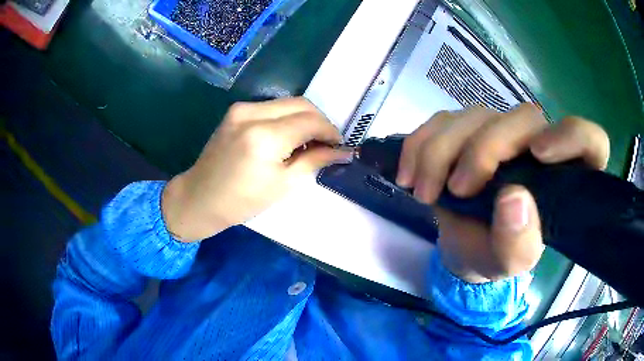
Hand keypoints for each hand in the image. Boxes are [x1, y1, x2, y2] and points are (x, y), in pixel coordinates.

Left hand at [162, 97, 351, 241]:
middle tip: (326, 144)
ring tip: (308, 142)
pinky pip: (272, 107)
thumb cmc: (241, 201)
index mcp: (265, 137)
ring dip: (304, 118)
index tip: (339, 146)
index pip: (310, 121)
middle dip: (320, 122)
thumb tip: (342, 151)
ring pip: (287, 103)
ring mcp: (242, 108)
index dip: (330, 132)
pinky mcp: (236, 111)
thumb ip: (314, 160)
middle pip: (301, 104)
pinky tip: (288, 137)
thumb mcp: (283, 185)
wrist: (200, 197)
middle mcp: (253, 113)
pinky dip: (287, 118)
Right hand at [397, 104, 609, 282]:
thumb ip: (519, 243)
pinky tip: (408, 175)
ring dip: (442, 151)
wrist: (463, 246)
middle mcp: (538, 144)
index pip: (590, 140)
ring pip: (475, 114)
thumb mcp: (509, 264)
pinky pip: (441, 119)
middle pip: (523, 118)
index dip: (572, 137)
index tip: (539, 156)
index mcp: (565, 177)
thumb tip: (513, 198)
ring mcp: (501, 131)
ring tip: (423, 192)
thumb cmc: (494, 254)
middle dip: (485, 149)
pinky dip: (420, 144)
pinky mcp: (466, 129)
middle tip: (457, 189)